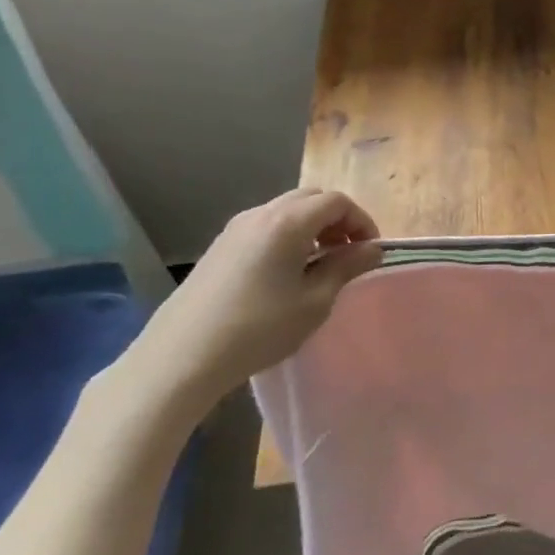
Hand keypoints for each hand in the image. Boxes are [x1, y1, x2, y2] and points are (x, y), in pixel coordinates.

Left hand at [122, 187, 382, 410]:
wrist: (182, 356)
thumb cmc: (259, 328)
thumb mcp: (314, 301)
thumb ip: (346, 268)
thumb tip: (372, 249)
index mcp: (288, 221)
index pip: (337, 202)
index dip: (361, 221)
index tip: (369, 252)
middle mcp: (261, 213)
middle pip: (311, 198)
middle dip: (337, 220)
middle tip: (347, 254)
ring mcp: (236, 228)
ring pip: (286, 210)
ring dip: (312, 227)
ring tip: (319, 265)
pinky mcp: (220, 246)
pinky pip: (266, 226)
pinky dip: (288, 235)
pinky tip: (286, 273)